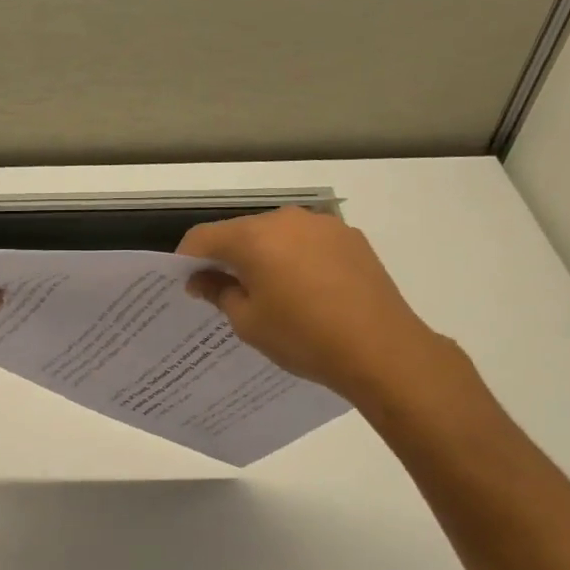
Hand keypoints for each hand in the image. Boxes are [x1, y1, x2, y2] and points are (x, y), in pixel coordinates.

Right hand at [178, 208, 462, 414]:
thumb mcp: (248, 322)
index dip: (187, 259)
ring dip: (264, 256)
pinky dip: (296, 258)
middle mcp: (286, 219)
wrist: (382, 350)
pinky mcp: (350, 238)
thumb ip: (219, 292)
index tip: (187, 284)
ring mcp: (322, 225)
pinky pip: (307, 242)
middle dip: (227, 257)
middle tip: (225, 292)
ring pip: (276, 235)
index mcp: (254, 237)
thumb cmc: (303, 337)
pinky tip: (306, 291)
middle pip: (241, 232)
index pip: (203, 237)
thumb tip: (203, 278)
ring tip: (270, 293)